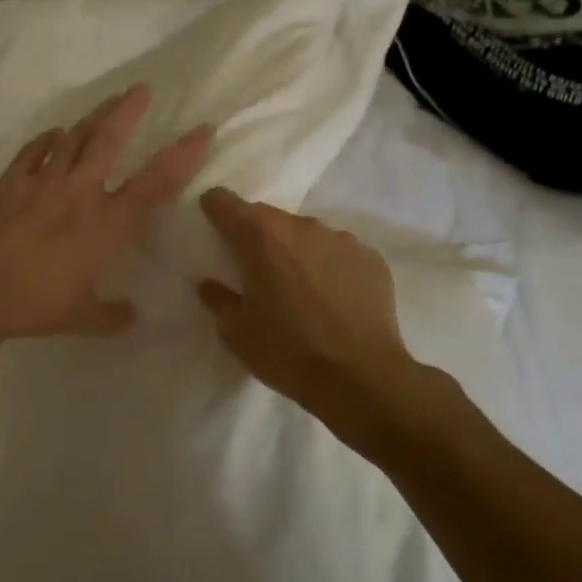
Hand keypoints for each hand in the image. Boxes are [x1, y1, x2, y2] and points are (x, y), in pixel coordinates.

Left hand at [0, 85, 210, 342]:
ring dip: (93, 117)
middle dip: (128, 111)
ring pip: (73, 137)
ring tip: (107, 103)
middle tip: (141, 89)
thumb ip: (111, 316)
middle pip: (108, 139)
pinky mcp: (10, 181)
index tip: (201, 130)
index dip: (182, 156)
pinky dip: (48, 139)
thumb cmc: (33, 304)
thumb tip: (133, 317)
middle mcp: (79, 193)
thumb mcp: (80, 318)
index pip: (155, 184)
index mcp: (106, 225)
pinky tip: (54, 134)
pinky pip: (34, 151)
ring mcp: (42, 182)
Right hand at [198, 188, 452, 449]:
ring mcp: (341, 239)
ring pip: (305, 233)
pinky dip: (328, 265)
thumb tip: (210, 284)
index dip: (214, 209)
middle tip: (252, 267)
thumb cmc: (288, 352)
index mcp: (261, 237)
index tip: (210, 223)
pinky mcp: (371, 258)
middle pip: (267, 217)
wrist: (362, 379)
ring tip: (296, 285)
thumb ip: (218, 299)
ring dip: (294, 250)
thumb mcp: (237, 333)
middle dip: (255, 235)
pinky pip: (338, 252)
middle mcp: (301, 227)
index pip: (225, 202)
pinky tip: (330, 296)